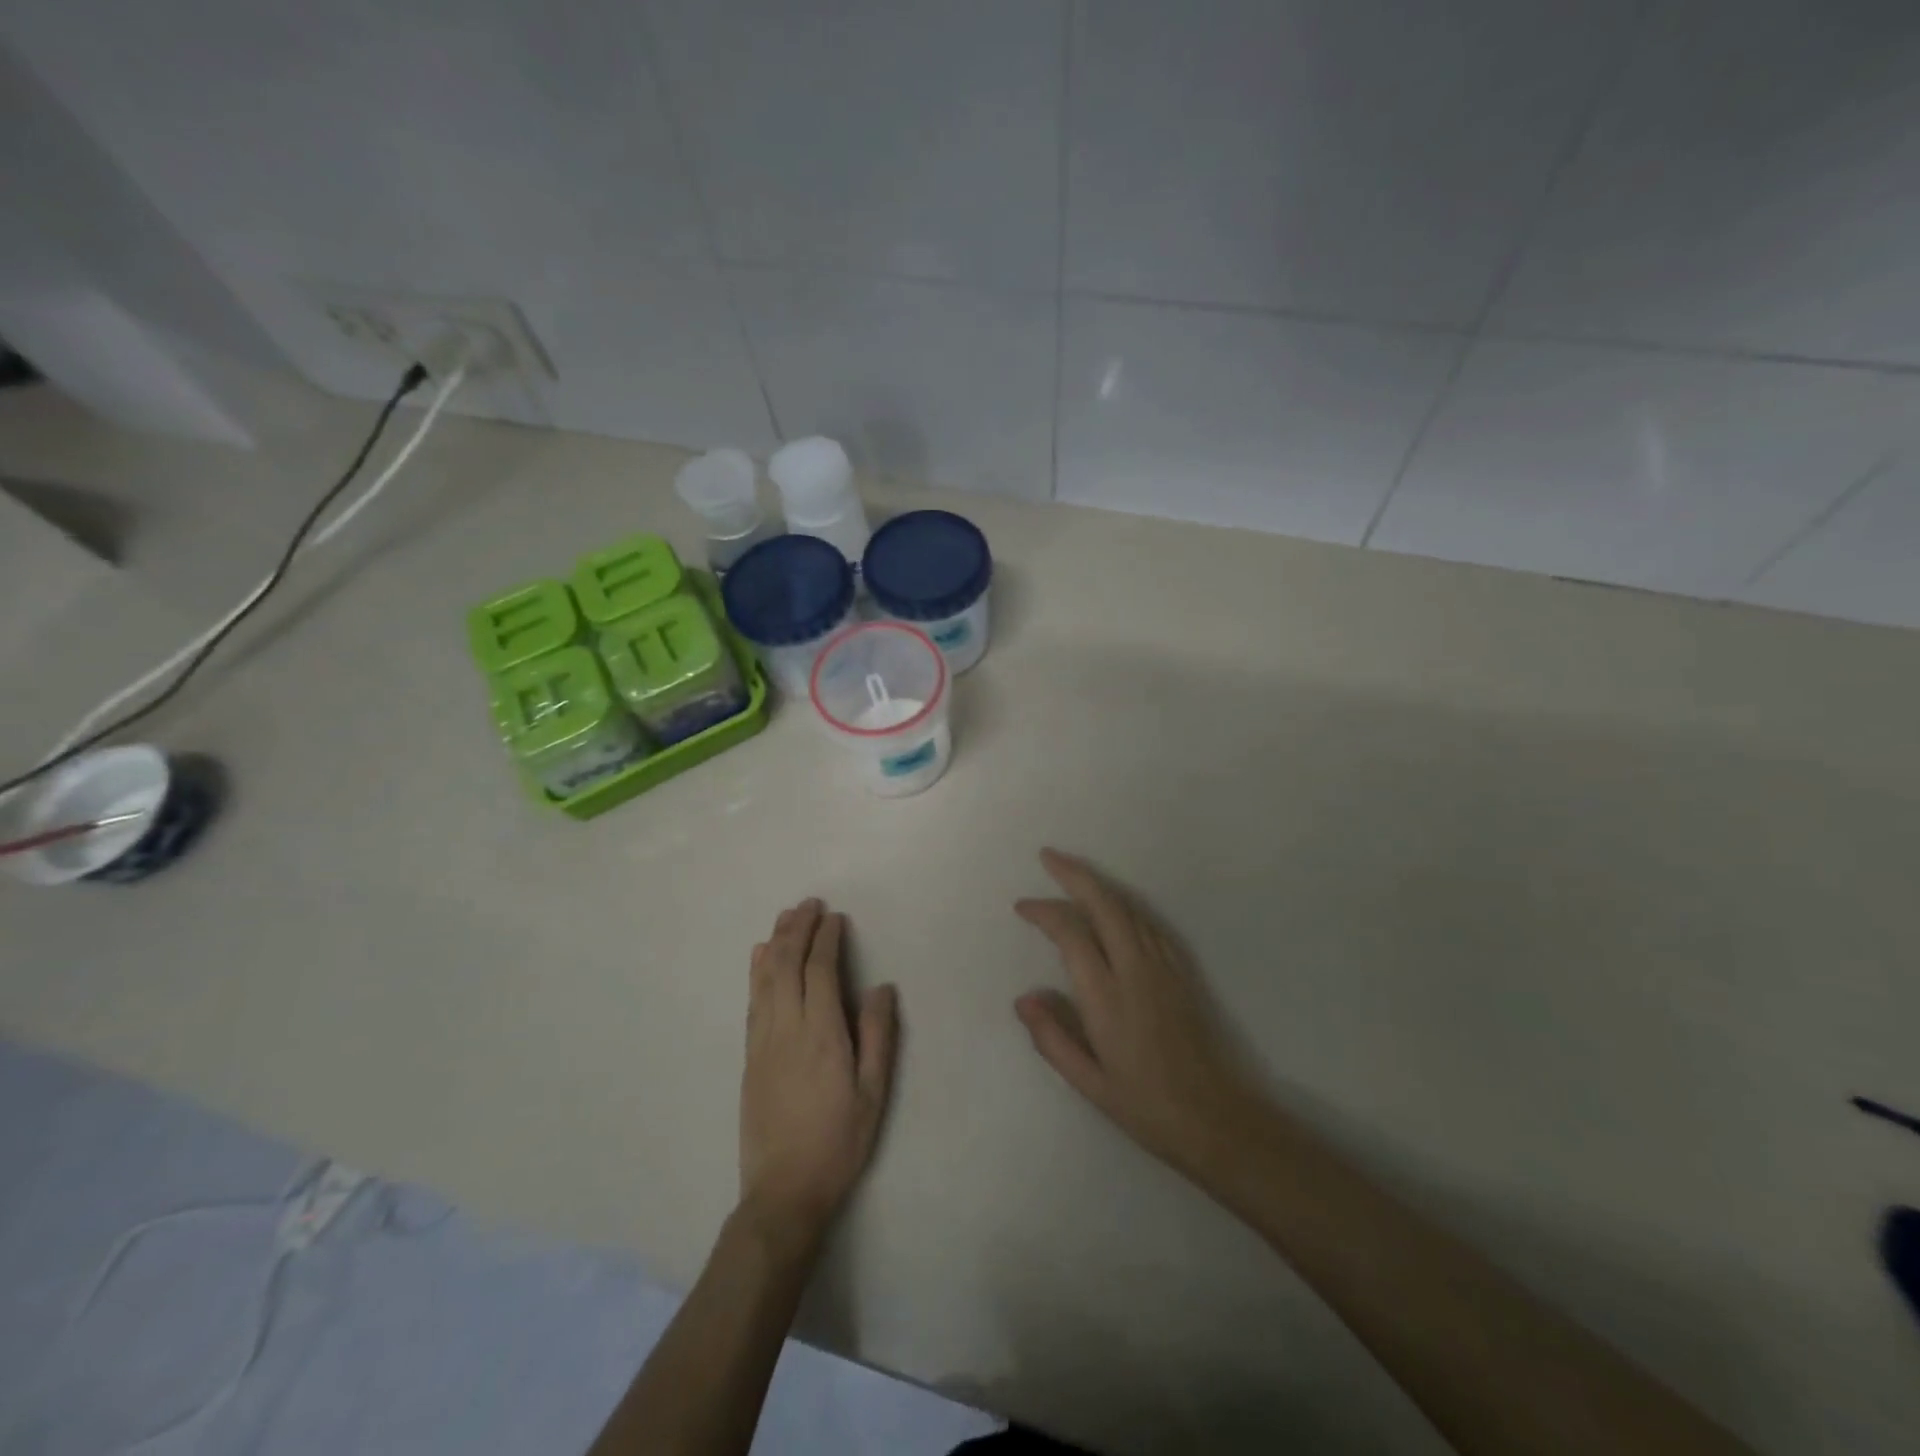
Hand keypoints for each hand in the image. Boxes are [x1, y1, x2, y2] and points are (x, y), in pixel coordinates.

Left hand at [739, 899, 897, 1247]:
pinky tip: (760, 957)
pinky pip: (752, 1001)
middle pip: (787, 965)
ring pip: (765, 979)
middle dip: (797, 929)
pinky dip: (756, 972)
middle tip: (809, 903)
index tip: (835, 917)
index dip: (826, 940)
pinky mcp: (749, 1056)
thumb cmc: (839, 1141)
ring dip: (775, 942)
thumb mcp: (873, 1092)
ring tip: (786, 917)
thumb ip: (878, 1035)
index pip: (821, 972)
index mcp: (822, 1034)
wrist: (783, 1191)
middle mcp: (787, 1028)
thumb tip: (881, 986)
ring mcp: (763, 1041)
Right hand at [1015, 849, 1266, 1190]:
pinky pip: (1150, 925)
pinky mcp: (1182, 973)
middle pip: (1104, 904)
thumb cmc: (1145, 1106)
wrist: (1217, 1120)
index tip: (1023, 907)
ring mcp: (1164, 968)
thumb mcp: (1089, 1084)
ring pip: (1129, 909)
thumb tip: (1024, 998)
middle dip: (1074, 874)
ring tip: (1074, 874)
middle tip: (1048, 856)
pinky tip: (1116, 908)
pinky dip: (1125, 907)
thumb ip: (1052, 1038)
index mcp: (1107, 997)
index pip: (1072, 933)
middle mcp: (1136, 970)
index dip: (1045, 912)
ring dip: (1100, 885)